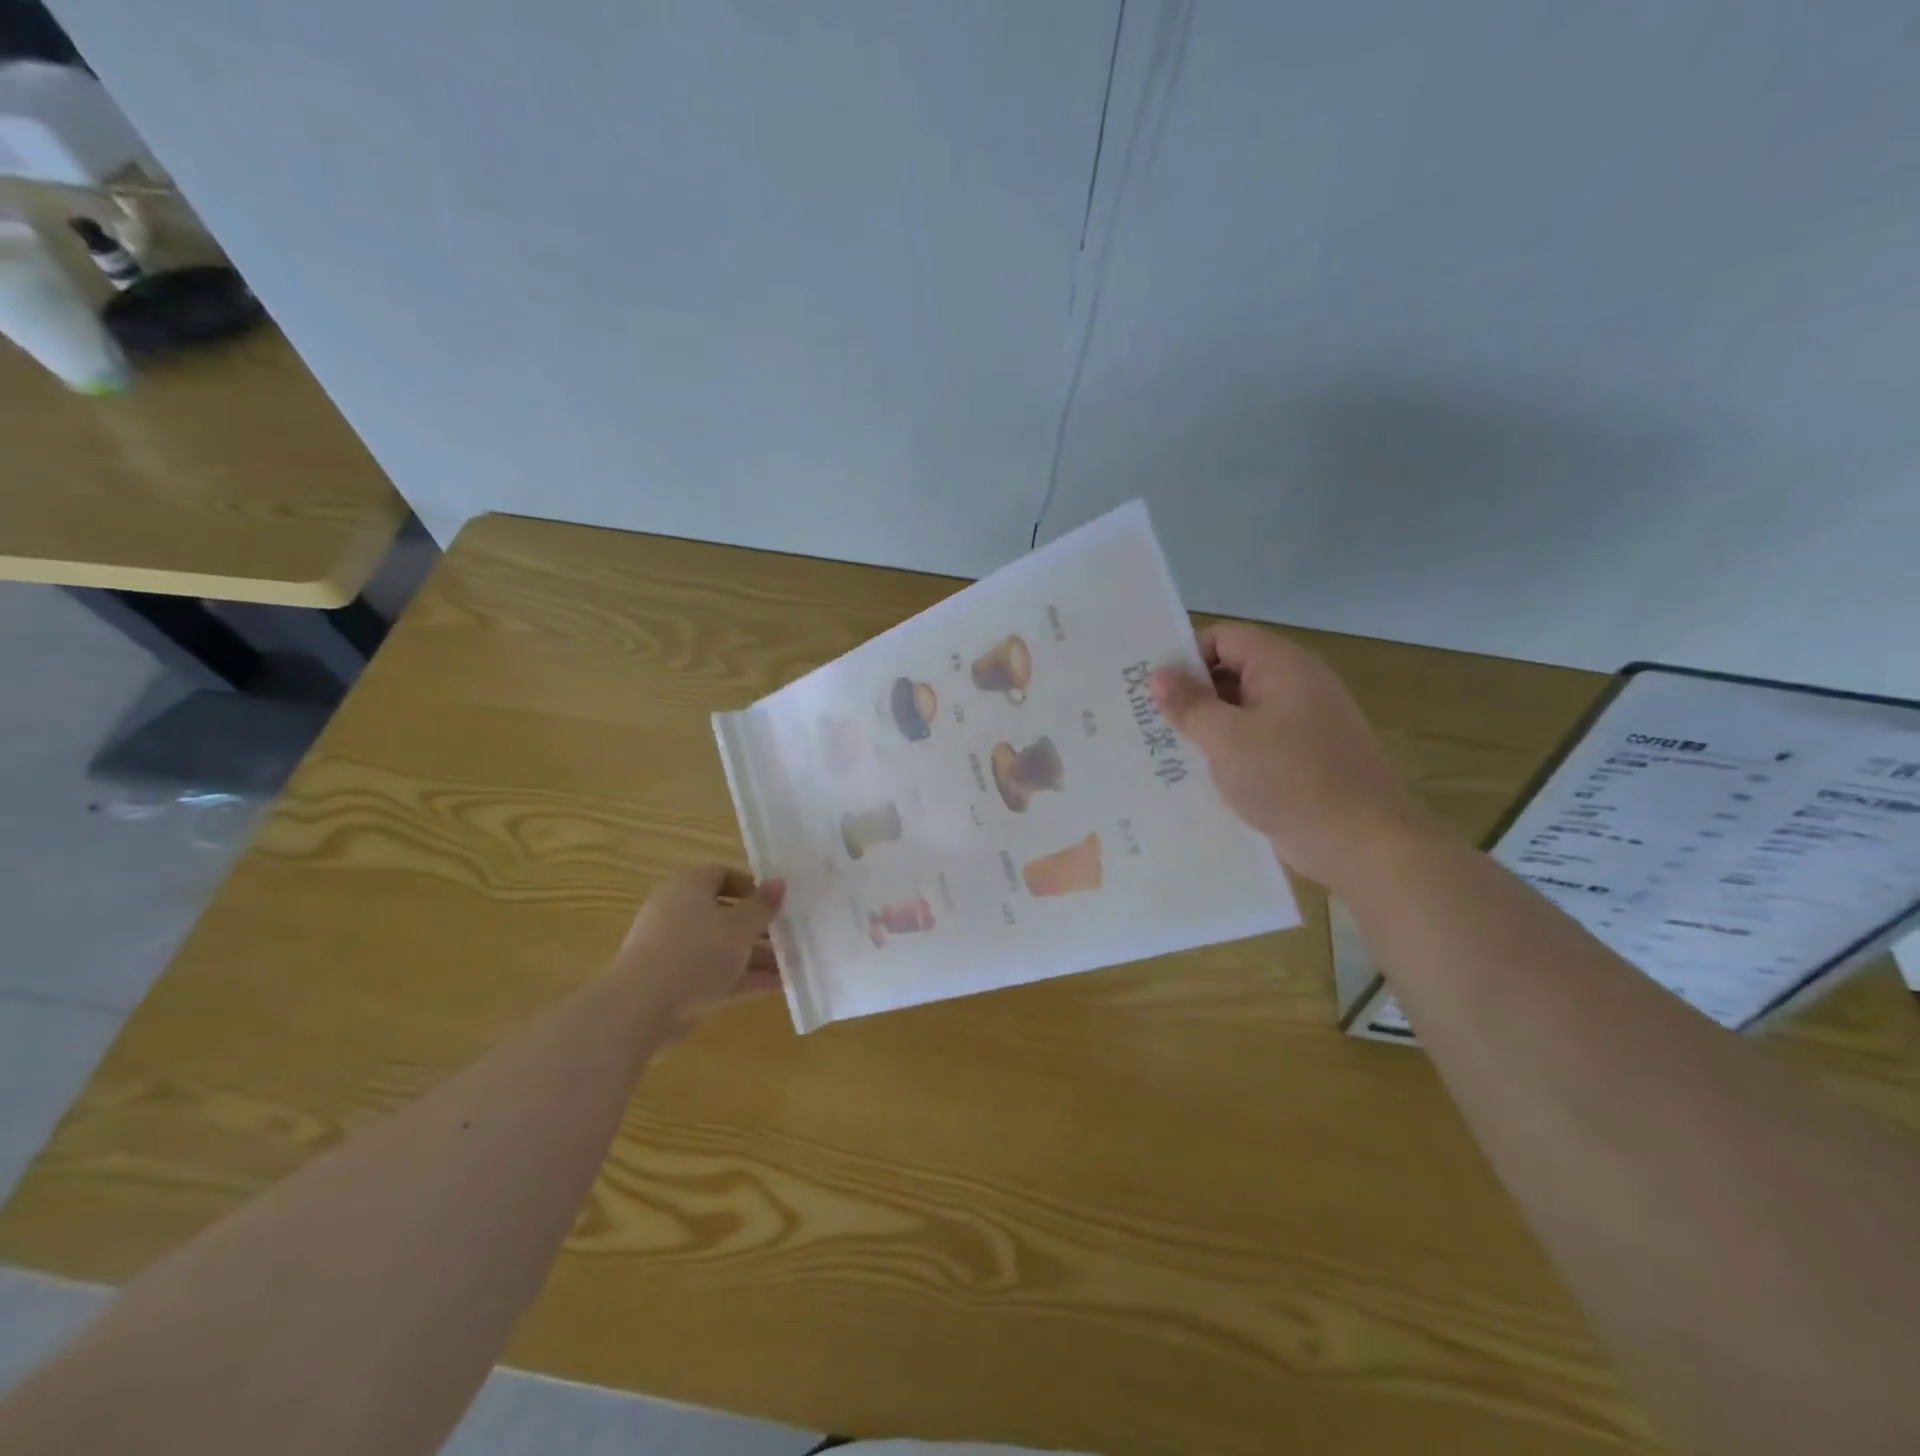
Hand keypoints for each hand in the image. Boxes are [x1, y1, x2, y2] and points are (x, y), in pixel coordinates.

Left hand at [616, 866, 786, 1022]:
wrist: (642, 1005)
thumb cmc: (697, 951)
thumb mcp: (741, 926)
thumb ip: (763, 906)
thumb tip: (779, 883)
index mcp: (689, 887)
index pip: (722, 874)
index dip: (751, 886)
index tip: (775, 903)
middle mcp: (676, 912)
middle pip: (723, 914)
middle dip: (757, 927)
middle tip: (787, 937)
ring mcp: (671, 949)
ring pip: (720, 947)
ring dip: (754, 956)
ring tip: (790, 966)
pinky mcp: (671, 982)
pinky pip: (712, 973)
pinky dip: (740, 977)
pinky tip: (774, 986)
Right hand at [1151, 623, 1437, 890]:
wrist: (1361, 842)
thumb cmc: (1289, 779)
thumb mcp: (1226, 739)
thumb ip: (1189, 704)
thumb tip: (1158, 676)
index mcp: (1282, 665)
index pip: (1223, 637)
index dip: (1186, 655)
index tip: (1153, 688)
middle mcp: (1298, 683)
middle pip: (1233, 670)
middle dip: (1192, 693)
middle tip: (1149, 719)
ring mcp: (1306, 721)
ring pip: (1243, 709)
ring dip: (1208, 725)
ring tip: (1166, 748)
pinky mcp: (1306, 756)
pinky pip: (1258, 739)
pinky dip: (1230, 750)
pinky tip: (1202, 774)